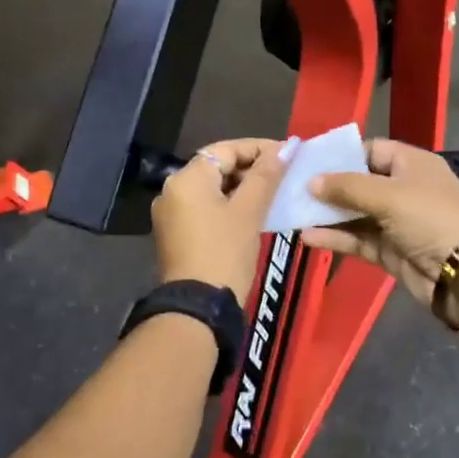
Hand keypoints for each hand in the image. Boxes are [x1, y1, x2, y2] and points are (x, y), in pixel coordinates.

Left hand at [151, 138, 287, 303]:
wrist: (197, 310)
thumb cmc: (225, 253)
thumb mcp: (249, 212)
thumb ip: (266, 176)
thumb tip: (286, 148)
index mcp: (187, 178)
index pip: (226, 149)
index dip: (259, 148)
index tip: (288, 154)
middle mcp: (172, 189)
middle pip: (217, 167)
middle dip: (250, 168)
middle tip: (282, 175)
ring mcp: (170, 214)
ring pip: (211, 189)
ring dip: (241, 188)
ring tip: (272, 194)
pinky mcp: (174, 234)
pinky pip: (204, 208)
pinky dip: (228, 205)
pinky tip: (252, 214)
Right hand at [301, 140, 458, 308]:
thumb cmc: (430, 218)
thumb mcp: (388, 195)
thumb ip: (347, 187)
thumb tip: (311, 181)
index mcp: (410, 163)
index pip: (370, 150)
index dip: (341, 155)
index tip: (309, 163)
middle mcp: (403, 189)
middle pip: (359, 183)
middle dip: (328, 187)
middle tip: (293, 189)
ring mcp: (396, 222)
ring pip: (355, 213)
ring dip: (327, 215)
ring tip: (293, 213)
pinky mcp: (391, 251)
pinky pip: (358, 239)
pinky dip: (335, 238)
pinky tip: (308, 237)